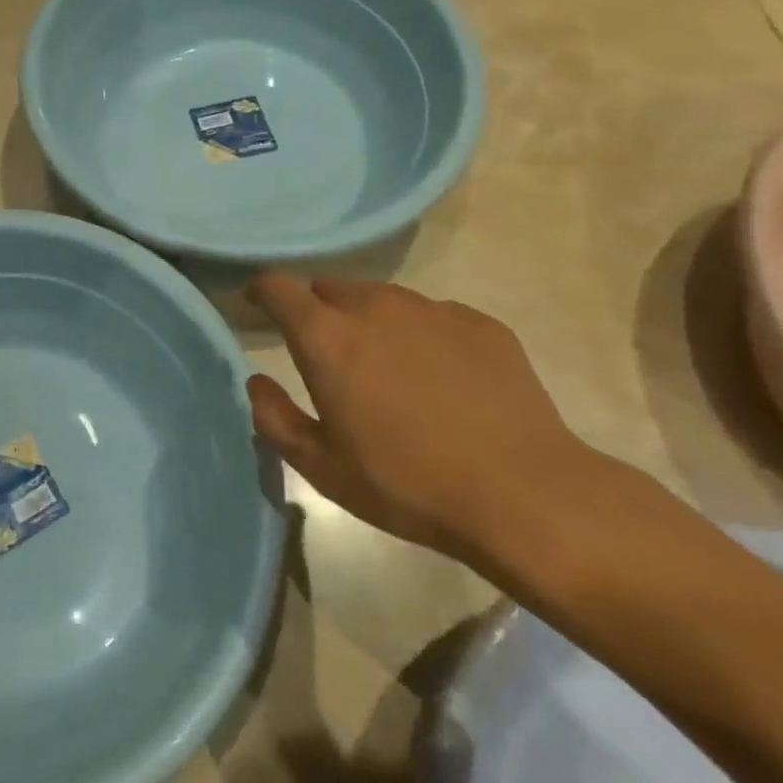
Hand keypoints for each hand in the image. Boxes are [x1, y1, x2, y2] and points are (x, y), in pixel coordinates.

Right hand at [246, 274, 601, 560]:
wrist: (524, 494)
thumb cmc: (407, 484)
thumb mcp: (322, 468)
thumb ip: (275, 418)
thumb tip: (257, 382)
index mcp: (327, 338)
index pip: (279, 287)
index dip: (262, 291)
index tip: (257, 305)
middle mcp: (374, 307)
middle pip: (331, 289)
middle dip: (319, 312)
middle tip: (330, 356)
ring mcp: (432, 310)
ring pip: (383, 299)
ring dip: (371, 322)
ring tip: (388, 370)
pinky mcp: (479, 323)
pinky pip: (433, 317)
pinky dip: (421, 336)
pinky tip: (441, 380)